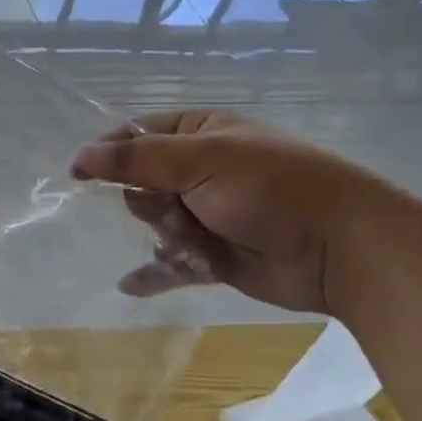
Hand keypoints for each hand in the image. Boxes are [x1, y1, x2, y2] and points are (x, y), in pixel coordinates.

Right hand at [69, 110, 406, 314]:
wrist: (343, 250)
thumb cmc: (272, 189)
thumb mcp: (201, 161)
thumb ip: (135, 160)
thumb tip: (78, 158)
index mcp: (201, 134)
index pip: (136, 134)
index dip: (107, 152)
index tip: (80, 175)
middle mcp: (201, 171)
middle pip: (140, 183)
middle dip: (151, 201)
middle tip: (177, 210)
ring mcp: (207, 215)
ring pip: (153, 224)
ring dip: (166, 236)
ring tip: (195, 246)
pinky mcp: (213, 256)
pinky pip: (169, 264)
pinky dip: (152, 273)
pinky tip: (128, 286)